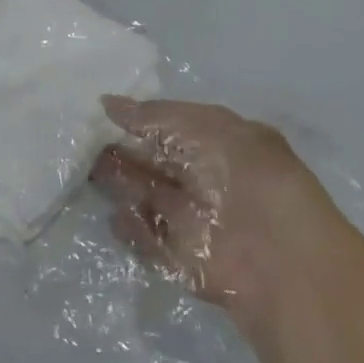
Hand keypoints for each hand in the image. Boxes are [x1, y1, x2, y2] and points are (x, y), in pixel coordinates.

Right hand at [90, 98, 339, 323]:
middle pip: (157, 163)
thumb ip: (154, 116)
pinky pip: (149, 238)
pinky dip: (131, 228)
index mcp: (223, 144)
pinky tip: (113, 215)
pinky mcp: (184, 260)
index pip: (174, 126)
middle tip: (84, 141)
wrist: (279, 259)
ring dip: (121, 185)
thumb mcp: (204, 127)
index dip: (140, 119)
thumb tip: (107, 103)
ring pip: (149, 197)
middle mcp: (210, 180)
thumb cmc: (245, 176)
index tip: (101, 112)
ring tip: (90, 172)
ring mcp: (197, 221)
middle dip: (124, 152)